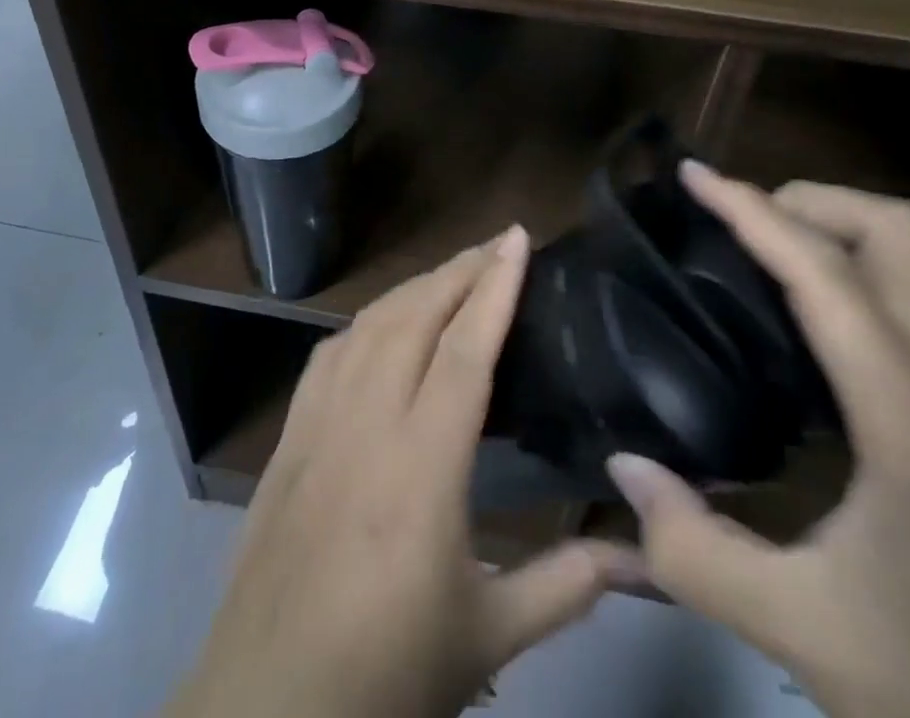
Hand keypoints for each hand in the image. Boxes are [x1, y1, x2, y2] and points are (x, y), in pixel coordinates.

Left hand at [167, 228, 640, 717]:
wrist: (266, 710)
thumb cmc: (385, 673)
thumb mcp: (487, 636)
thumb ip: (567, 586)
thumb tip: (642, 556)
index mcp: (420, 466)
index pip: (464, 350)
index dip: (494, 286)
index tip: (517, 239)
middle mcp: (365, 424)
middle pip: (414, 318)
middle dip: (459, 270)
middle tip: (497, 242)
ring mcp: (317, 426)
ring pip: (367, 327)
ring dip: (413, 288)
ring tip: (452, 273)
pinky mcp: (286, 440)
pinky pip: (328, 356)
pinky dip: (364, 324)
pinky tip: (380, 327)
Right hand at [607, 165, 909, 717]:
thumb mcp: (810, 634)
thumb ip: (697, 552)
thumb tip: (624, 467)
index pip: (822, 269)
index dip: (749, 209)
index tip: (692, 174)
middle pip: (897, 230)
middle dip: (809, 203)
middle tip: (738, 226)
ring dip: (838, 235)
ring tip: (763, 264)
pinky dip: (860, 281)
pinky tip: (814, 338)